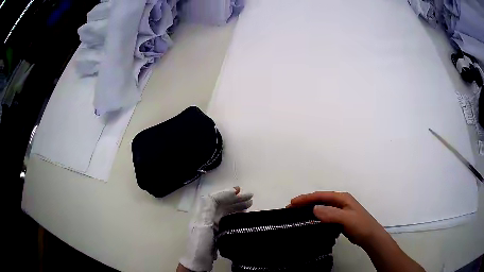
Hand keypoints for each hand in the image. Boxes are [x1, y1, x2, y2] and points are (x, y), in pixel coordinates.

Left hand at [179, 187, 252, 271]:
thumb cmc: (200, 243)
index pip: (214, 199)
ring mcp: (211, 225)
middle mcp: (206, 217)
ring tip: (250, 204)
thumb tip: (216, 194)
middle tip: (250, 197)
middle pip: (221, 204)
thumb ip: (208, 209)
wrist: (198, 261)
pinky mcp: (216, 232)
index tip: (239, 191)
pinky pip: (228, 220)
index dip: (226, 193)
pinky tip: (243, 215)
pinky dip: (236, 215)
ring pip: (225, 211)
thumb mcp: (203, 225)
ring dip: (237, 206)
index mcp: (202, 213)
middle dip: (235, 199)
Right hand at [290, 192, 424, 271]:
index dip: (306, 198)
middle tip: (291, 208)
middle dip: (305, 202)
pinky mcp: (340, 218)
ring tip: (297, 214)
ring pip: (322, 207)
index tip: (292, 203)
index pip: (320, 195)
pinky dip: (316, 216)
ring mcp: (340, 210)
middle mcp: (340, 201)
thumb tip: (314, 209)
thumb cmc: (360, 225)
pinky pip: (325, 214)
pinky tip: (310, 221)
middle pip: (320, 199)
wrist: (370, 236)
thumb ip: (331, 214)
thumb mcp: (346, 219)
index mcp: (342, 198)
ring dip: (309, 209)